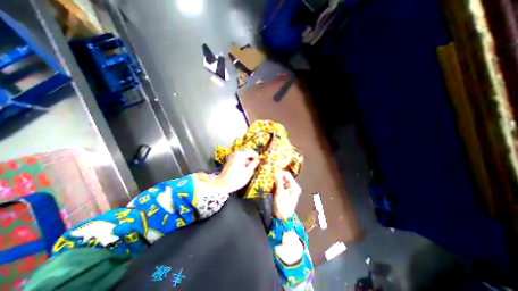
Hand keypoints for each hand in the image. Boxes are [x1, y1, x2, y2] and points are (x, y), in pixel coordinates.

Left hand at [217, 150, 261, 192]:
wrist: (222, 184)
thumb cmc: (236, 179)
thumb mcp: (248, 172)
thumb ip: (254, 164)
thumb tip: (258, 160)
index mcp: (241, 155)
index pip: (252, 152)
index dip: (257, 157)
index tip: (260, 162)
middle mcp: (236, 154)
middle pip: (248, 154)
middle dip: (252, 160)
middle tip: (255, 167)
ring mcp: (232, 157)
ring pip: (244, 157)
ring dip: (248, 162)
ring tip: (249, 171)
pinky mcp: (230, 161)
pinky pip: (239, 159)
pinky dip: (243, 163)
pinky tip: (243, 171)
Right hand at [272, 170, 301, 217]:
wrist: (281, 218)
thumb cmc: (282, 206)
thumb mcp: (280, 193)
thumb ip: (278, 182)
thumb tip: (275, 172)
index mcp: (294, 186)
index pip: (287, 174)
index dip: (279, 173)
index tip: (272, 173)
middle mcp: (292, 186)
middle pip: (283, 177)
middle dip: (276, 177)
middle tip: (269, 178)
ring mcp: (287, 189)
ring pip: (279, 181)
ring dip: (274, 182)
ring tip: (269, 184)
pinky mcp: (282, 192)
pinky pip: (278, 185)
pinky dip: (273, 185)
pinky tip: (270, 188)